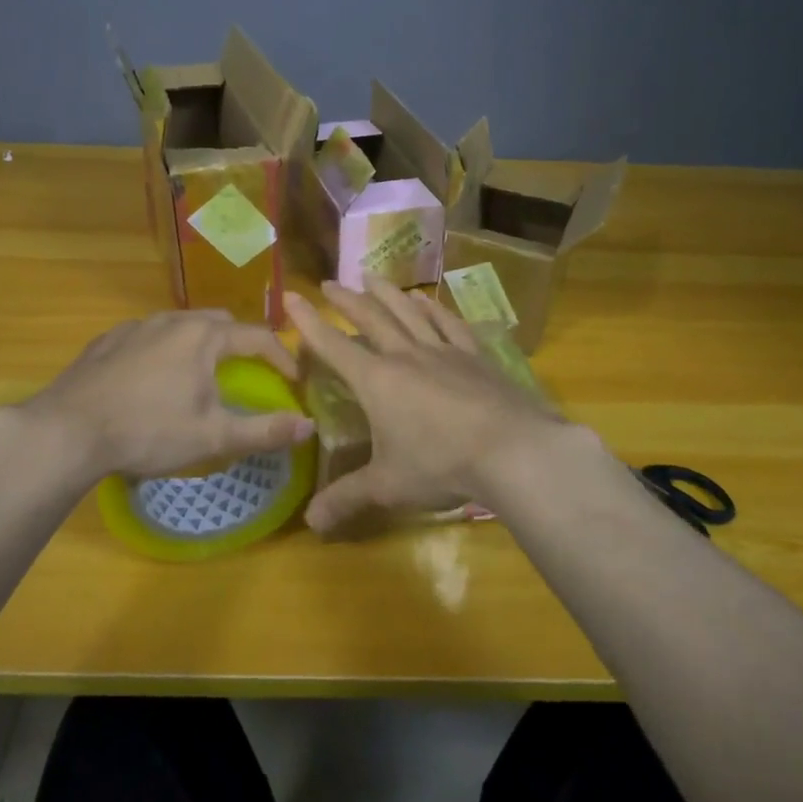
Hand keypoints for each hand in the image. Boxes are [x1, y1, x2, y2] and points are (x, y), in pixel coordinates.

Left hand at [21, 310, 312, 481]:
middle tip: (247, 373)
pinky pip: (148, 336)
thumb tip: (309, 427)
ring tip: (200, 375)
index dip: (281, 358)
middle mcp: (172, 320)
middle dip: (240, 344)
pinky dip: (164, 350)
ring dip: (200, 345)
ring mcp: (135, 326)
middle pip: (219, 322)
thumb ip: (265, 430)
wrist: (67, 431)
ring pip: (181, 326)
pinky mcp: (107, 341)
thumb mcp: (213, 436)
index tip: (293, 381)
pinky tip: (153, 379)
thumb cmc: (148, 431)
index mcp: (204, 336)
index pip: (258, 337)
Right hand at [285, 278, 566, 533]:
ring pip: (409, 312)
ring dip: (387, 293)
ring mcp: (443, 351)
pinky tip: (427, 301)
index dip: (308, 322)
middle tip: (329, 283)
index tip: (290, 296)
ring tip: (372, 277)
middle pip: (371, 318)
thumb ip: (347, 499)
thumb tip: (310, 524)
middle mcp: (406, 355)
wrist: (512, 450)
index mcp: (377, 380)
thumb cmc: (441, 465)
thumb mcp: (388, 486)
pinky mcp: (475, 356)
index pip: (333, 345)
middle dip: (346, 300)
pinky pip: (449, 324)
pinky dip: (434, 309)